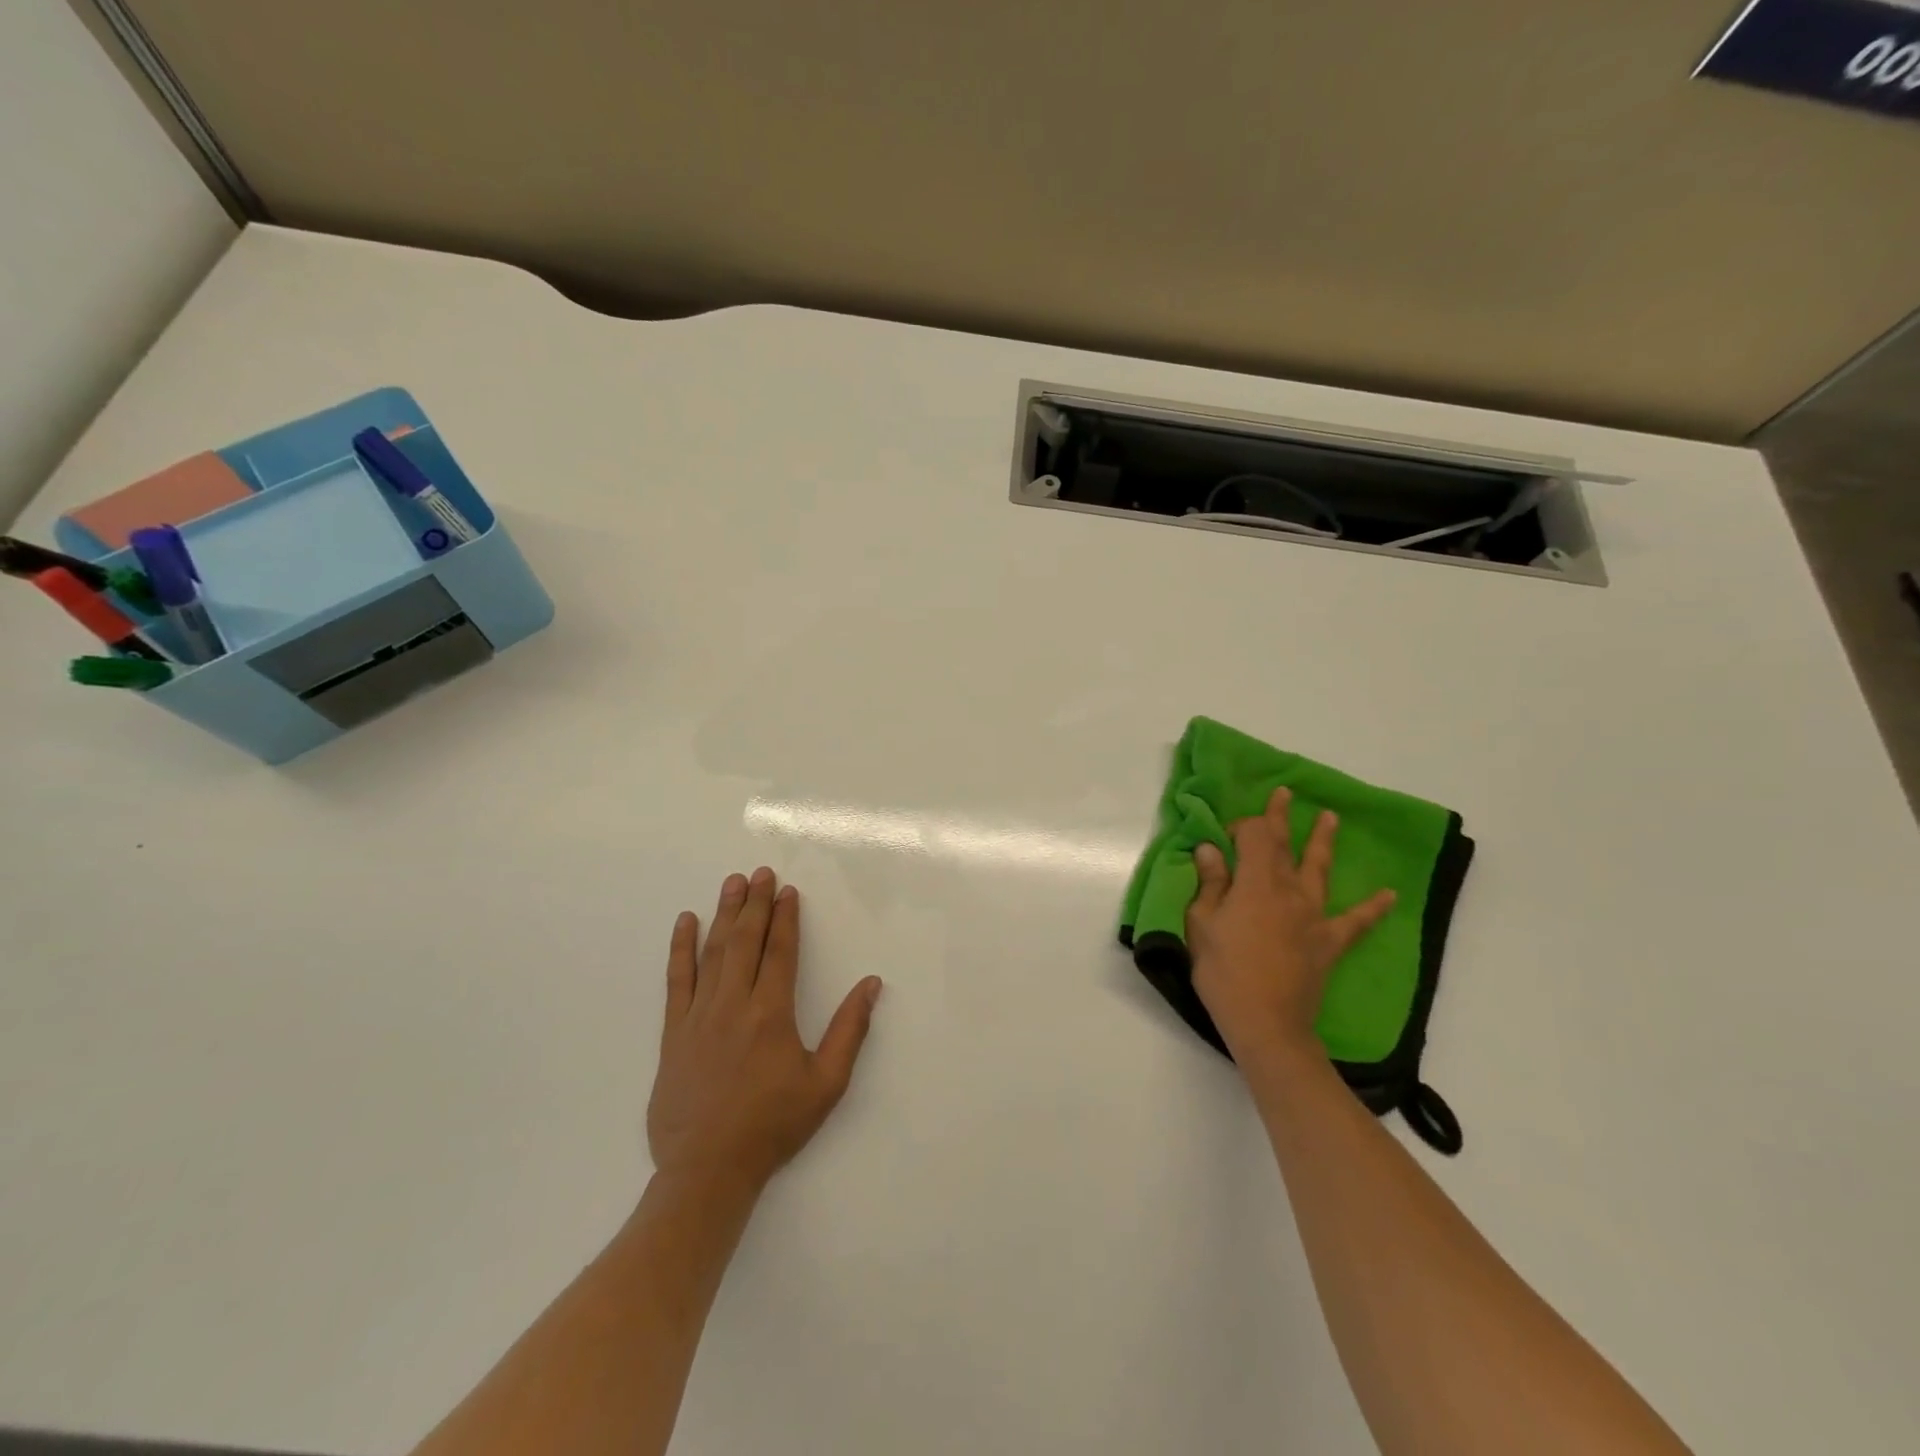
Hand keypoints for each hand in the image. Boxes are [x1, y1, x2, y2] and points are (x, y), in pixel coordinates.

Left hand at [647, 868, 882, 1198]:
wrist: (708, 1170)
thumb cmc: (773, 1125)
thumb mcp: (826, 1083)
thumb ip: (849, 1030)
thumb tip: (871, 985)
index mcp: (771, 1013)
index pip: (780, 951)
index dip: (786, 918)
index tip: (789, 891)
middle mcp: (734, 1003)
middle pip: (746, 941)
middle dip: (756, 903)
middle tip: (761, 872)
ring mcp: (699, 1015)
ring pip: (713, 952)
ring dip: (724, 914)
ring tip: (733, 883)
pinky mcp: (674, 1032)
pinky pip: (676, 980)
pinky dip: (680, 948)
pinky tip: (685, 922)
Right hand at [1187, 787, 1395, 1064]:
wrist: (1266, 1023)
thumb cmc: (1223, 973)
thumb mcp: (1202, 924)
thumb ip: (1210, 884)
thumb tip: (1210, 849)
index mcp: (1255, 883)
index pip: (1255, 837)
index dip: (1243, 827)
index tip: (1226, 835)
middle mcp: (1288, 891)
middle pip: (1285, 845)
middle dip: (1282, 818)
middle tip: (1285, 793)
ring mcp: (1314, 916)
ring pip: (1319, 869)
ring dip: (1323, 842)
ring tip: (1330, 818)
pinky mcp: (1329, 942)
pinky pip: (1356, 921)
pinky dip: (1372, 907)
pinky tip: (1388, 895)